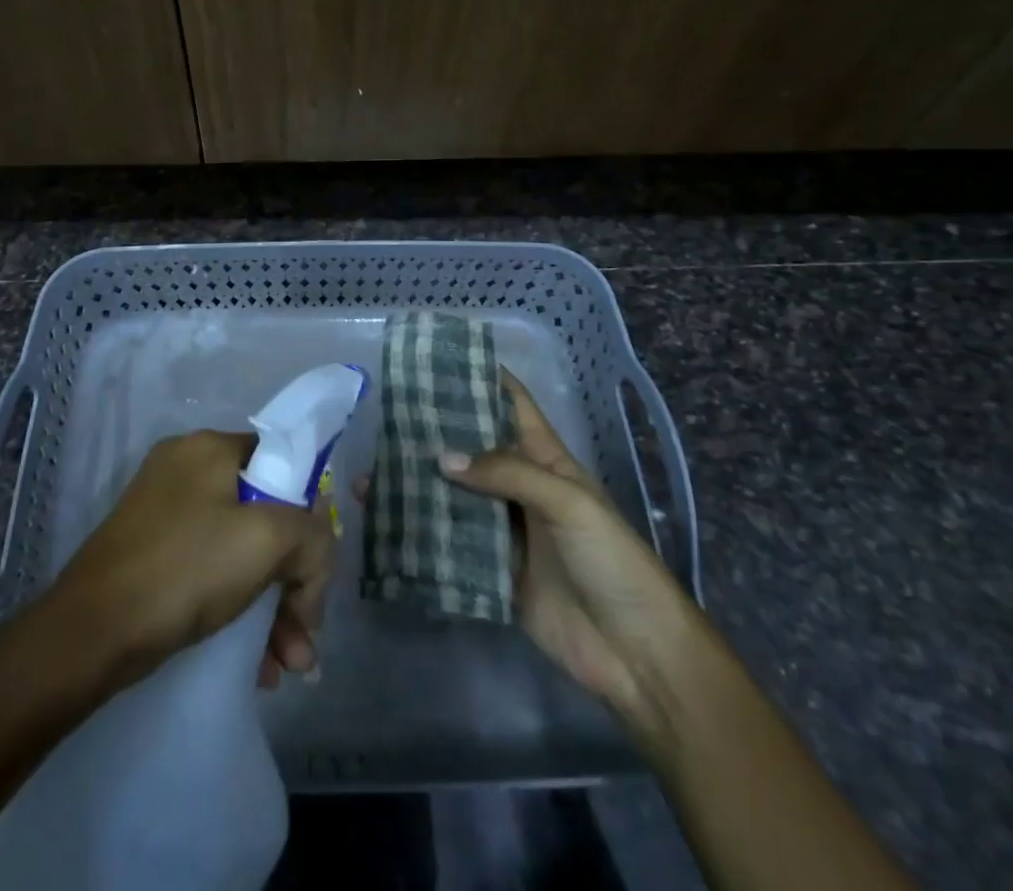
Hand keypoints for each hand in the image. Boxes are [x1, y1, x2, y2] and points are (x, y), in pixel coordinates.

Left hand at [47, 429, 335, 692]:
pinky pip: (211, 574)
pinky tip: (257, 666)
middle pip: (264, 517)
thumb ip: (311, 535)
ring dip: (272, 609)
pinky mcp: (151, 555)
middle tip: (305, 636)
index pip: (282, 466)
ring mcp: (165, 514)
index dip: (309, 516)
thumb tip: (314, 555)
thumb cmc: (185, 569)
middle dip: (293, 582)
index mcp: (210, 448)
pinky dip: (237, 612)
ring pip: (240, 553)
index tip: (315, 571)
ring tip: (288, 667)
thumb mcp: (266, 541)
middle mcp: (187, 471)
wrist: (88, 634)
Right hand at [423, 367, 703, 760]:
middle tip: (388, 412)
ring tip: (376, 465)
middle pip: (475, 449)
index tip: (438, 359)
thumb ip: (508, 473)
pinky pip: (453, 544)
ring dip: (424, 482)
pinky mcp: (494, 571)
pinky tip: (389, 521)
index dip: (482, 378)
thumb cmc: (612, 560)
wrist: (636, 653)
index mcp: (547, 459)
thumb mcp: (569, 503)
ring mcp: (506, 530)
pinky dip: (425, 532)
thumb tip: (442, 456)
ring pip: (458, 495)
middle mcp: (521, 487)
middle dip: (438, 430)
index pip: (512, 405)